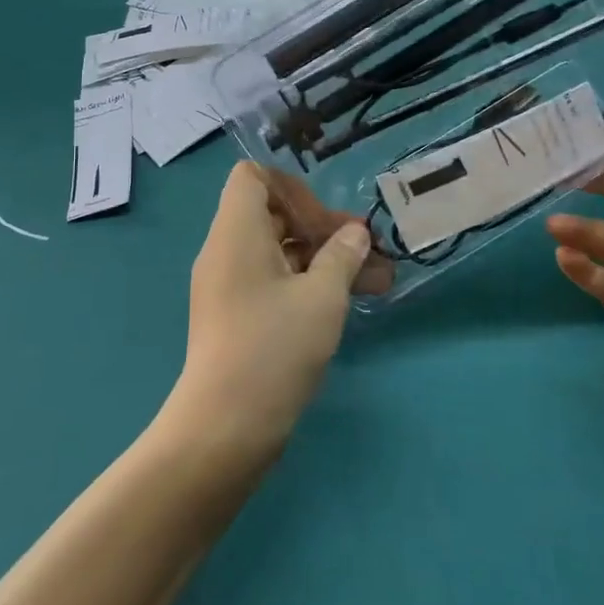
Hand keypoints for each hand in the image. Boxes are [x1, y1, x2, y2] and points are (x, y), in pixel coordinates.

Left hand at [173, 162, 389, 457]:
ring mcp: (230, 287)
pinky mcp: (237, 317)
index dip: (292, 187)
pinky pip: (274, 282)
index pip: (252, 177)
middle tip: (366, 249)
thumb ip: (342, 255)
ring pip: (281, 253)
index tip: (324, 219)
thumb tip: (355, 233)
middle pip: (272, 214)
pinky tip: (351, 302)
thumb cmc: (274, 347)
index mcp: (236, 233)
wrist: (226, 427)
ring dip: (326, 259)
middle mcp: (226, 252)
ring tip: (378, 279)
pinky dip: (309, 284)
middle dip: (323, 227)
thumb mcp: (322, 295)